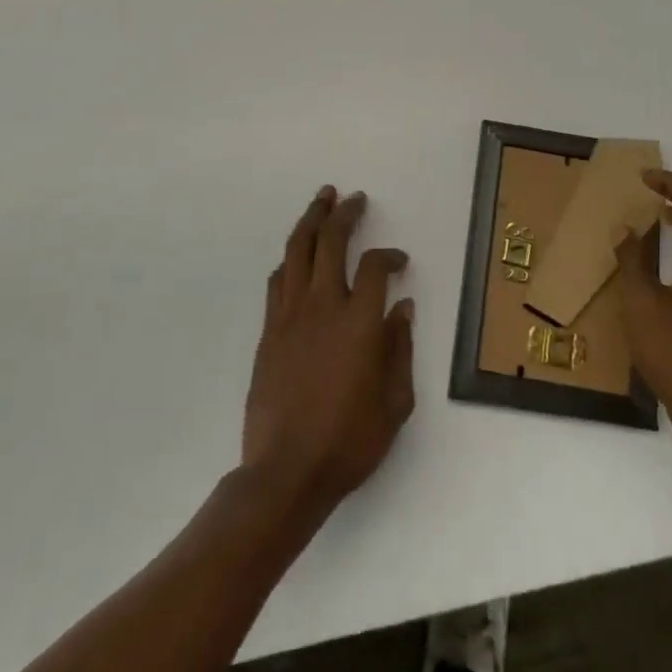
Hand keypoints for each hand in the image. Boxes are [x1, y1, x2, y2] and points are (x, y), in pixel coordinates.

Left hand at [241, 186, 415, 510]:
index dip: (390, 256)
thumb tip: (402, 308)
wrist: (286, 473)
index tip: (400, 261)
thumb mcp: (395, 403)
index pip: (376, 267)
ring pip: (297, 250)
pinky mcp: (269, 331)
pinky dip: (291, 259)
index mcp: (359, 323)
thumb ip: (400, 348)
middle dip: (344, 213)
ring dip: (311, 220)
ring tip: (322, 201)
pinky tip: (297, 254)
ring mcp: (290, 316)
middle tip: (354, 198)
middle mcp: (323, 306)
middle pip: (331, 241)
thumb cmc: (349, 442)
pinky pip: (278, 280)